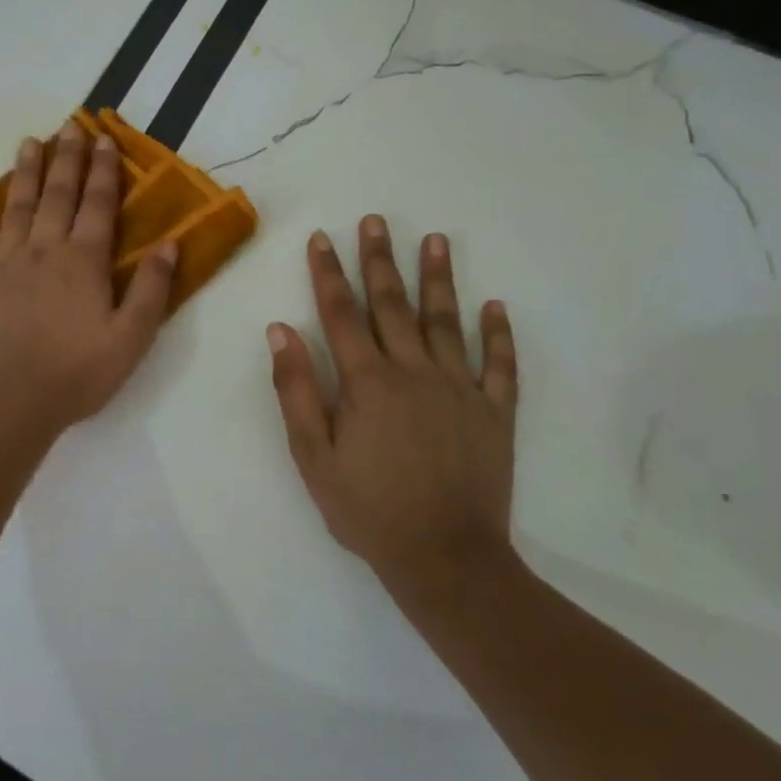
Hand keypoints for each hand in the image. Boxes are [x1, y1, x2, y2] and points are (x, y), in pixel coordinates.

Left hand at [0, 121, 175, 435]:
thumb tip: (168, 244)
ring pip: (16, 207)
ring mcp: (2, 263)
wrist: (9, 401)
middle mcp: (43, 250)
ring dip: (24, 173)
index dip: (103, 171)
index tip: (103, 139)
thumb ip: (152, 289)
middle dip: (66, 159)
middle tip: (69, 126)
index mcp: (83, 261)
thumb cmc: (76, 373)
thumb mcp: (131, 338)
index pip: (98, 205)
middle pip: (57, 195)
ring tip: (28, 142)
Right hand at [267, 215, 518, 595]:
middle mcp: (415, 372)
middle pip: (393, 305)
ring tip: (435, 240)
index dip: (329, 273)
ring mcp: (460, 389)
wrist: (447, 560)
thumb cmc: (368, 510)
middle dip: (380, 260)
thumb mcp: (314, 457)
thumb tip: (281, 331)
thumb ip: (297, 390)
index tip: (322, 238)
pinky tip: (495, 306)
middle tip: (376, 220)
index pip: (342, 313)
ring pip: (446, 321)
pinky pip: (499, 365)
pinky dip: (498, 334)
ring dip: (439, 278)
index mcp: (368, 382)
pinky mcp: (495, 412)